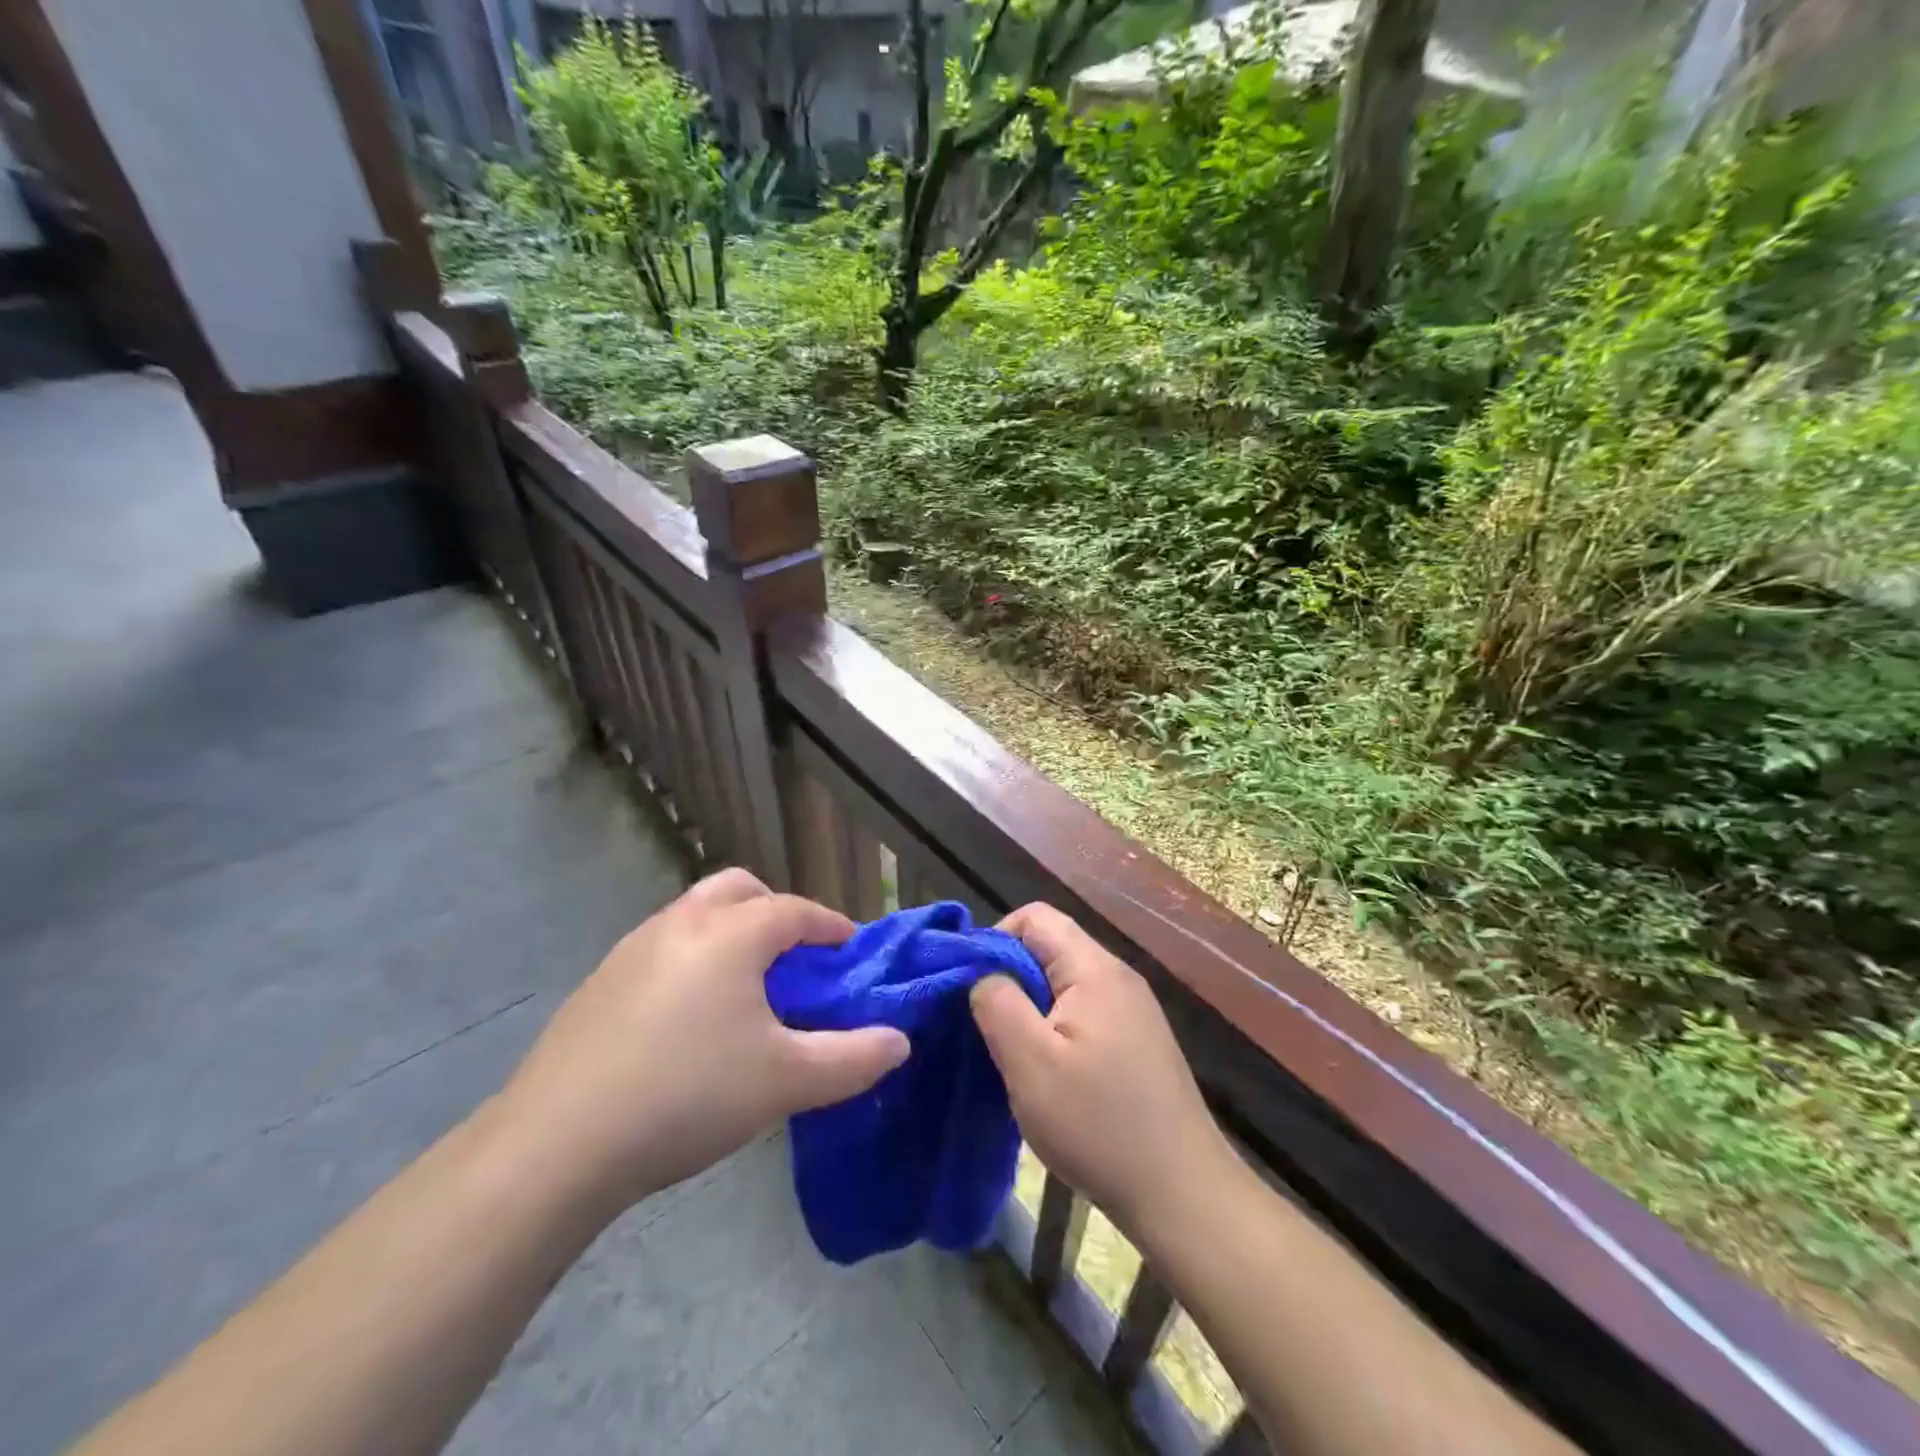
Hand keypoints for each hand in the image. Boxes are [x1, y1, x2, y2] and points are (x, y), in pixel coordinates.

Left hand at [496, 869, 909, 1213]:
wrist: (557, 1144)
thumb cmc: (688, 1094)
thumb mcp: (786, 1081)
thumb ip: (853, 1058)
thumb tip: (900, 1041)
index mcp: (732, 932)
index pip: (796, 910)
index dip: (831, 927)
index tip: (851, 955)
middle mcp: (682, 922)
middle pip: (740, 890)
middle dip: (775, 913)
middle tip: (794, 961)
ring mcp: (633, 948)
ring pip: (696, 914)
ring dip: (730, 934)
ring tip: (745, 991)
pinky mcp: (600, 981)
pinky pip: (663, 948)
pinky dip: (691, 960)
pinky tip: (688, 1020)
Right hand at [970, 904, 1235, 1238]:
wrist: (1183, 1194)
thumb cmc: (1099, 1124)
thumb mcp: (1031, 1063)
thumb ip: (998, 1004)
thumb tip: (982, 972)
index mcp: (1095, 969)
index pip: (1036, 916)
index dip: (996, 940)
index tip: (974, 988)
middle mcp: (1119, 977)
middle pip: (1051, 948)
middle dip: (1012, 979)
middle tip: (990, 1030)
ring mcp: (1134, 1010)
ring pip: (1065, 984)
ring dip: (1032, 1010)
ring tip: (1016, 1056)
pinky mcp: (1138, 1042)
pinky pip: (1084, 1014)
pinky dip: (1056, 1031)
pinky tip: (1050, 1076)